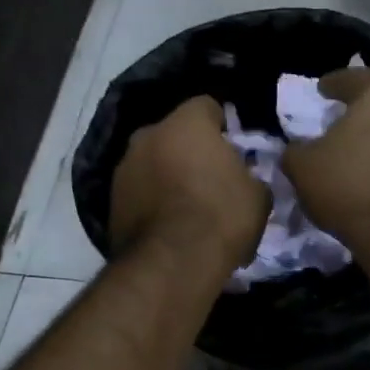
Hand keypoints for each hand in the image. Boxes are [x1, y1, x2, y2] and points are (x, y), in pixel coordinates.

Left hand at [111, 96, 270, 274]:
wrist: (172, 263)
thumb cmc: (221, 217)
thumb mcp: (258, 195)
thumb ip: (250, 175)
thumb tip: (245, 177)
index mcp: (187, 123)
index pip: (206, 106)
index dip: (221, 126)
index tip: (232, 148)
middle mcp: (149, 134)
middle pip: (173, 134)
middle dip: (189, 150)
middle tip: (209, 178)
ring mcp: (124, 167)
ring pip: (152, 162)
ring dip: (167, 175)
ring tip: (186, 208)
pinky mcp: (111, 200)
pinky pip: (139, 192)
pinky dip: (151, 201)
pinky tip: (168, 226)